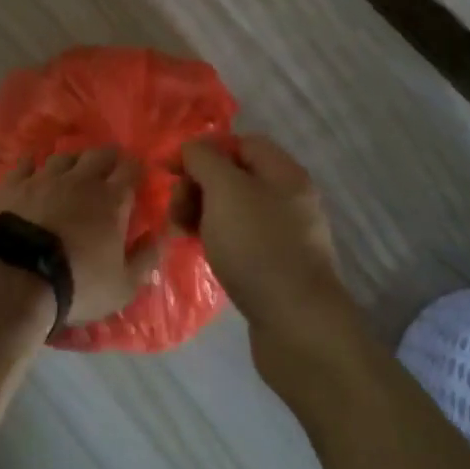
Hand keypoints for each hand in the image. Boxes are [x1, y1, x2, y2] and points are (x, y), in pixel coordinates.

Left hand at [0, 148, 159, 324]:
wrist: (17, 278)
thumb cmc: (78, 284)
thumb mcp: (124, 285)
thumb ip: (147, 257)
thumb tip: (163, 234)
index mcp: (111, 200)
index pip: (130, 169)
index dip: (136, 169)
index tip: (137, 175)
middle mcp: (79, 179)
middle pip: (98, 154)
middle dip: (108, 158)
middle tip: (109, 169)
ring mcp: (43, 178)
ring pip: (63, 156)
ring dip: (72, 162)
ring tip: (72, 172)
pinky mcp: (12, 184)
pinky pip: (25, 164)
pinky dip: (32, 166)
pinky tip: (31, 171)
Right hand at [175, 135, 342, 331]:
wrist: (297, 325)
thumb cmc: (258, 246)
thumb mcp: (225, 190)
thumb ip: (204, 159)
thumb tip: (192, 149)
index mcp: (283, 172)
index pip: (239, 143)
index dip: (204, 151)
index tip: (172, 171)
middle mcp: (288, 198)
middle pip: (234, 176)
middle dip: (198, 186)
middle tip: (176, 209)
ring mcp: (284, 235)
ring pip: (233, 210)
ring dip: (202, 214)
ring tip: (182, 232)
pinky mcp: (277, 267)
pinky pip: (240, 240)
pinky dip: (217, 240)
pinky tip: (202, 252)